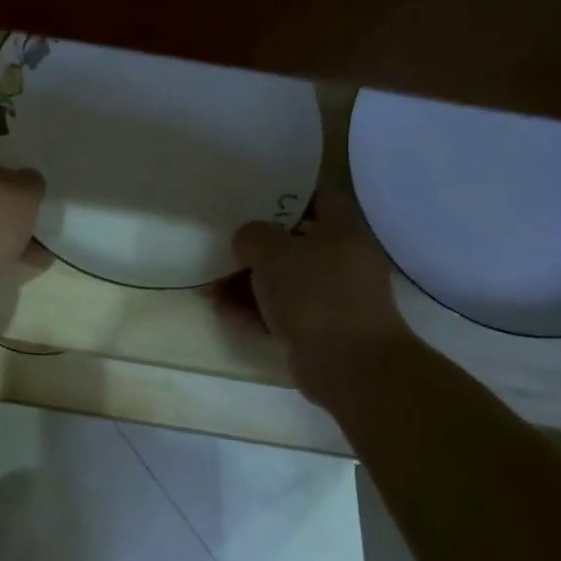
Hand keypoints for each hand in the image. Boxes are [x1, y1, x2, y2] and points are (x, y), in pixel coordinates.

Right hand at [233, 193, 413, 388]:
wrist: (349, 365)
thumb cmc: (315, 295)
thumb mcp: (274, 253)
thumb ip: (253, 236)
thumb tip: (247, 240)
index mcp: (343, 232)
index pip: (319, 198)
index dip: (286, 195)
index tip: (252, 200)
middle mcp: (343, 261)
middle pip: (294, 244)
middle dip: (255, 250)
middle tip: (223, 250)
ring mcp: (333, 299)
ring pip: (284, 282)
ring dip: (247, 285)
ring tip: (211, 290)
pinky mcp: (320, 330)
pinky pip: (282, 313)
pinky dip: (256, 312)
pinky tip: (226, 314)